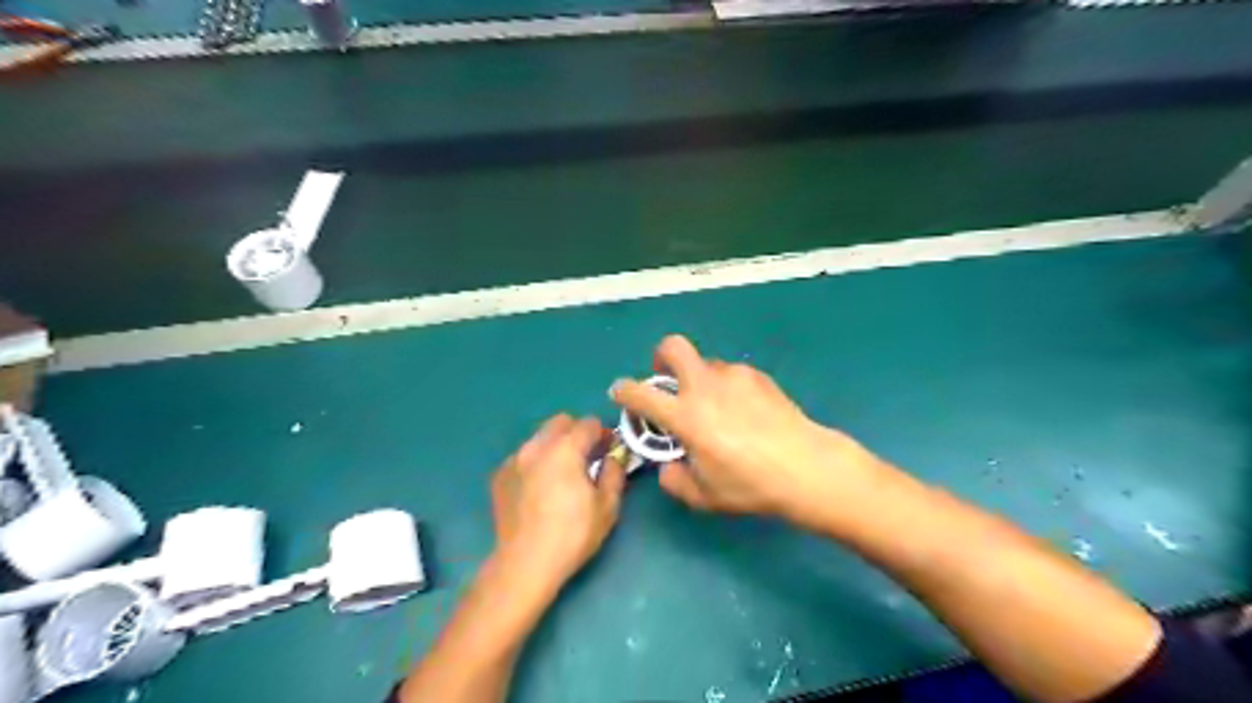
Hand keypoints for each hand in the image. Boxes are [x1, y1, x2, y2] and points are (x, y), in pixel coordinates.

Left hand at [488, 414, 625, 591]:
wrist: (525, 563)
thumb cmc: (572, 535)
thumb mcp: (607, 506)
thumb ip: (614, 473)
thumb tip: (614, 457)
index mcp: (565, 449)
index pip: (589, 423)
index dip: (604, 434)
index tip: (609, 451)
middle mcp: (537, 446)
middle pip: (561, 422)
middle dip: (577, 433)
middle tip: (587, 458)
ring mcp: (514, 459)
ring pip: (540, 438)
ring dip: (555, 446)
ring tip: (561, 474)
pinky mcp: (500, 475)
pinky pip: (523, 456)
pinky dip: (536, 462)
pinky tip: (540, 488)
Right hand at [613, 338, 883, 529]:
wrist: (806, 466)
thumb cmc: (751, 485)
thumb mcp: (705, 496)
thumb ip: (675, 480)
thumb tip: (668, 466)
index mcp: (685, 415)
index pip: (640, 394)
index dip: (624, 391)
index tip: (620, 392)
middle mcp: (704, 386)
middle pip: (673, 347)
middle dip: (661, 358)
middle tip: (666, 379)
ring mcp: (734, 376)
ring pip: (705, 363)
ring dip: (699, 379)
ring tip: (716, 408)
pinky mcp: (758, 376)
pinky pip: (732, 374)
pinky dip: (727, 387)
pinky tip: (744, 411)